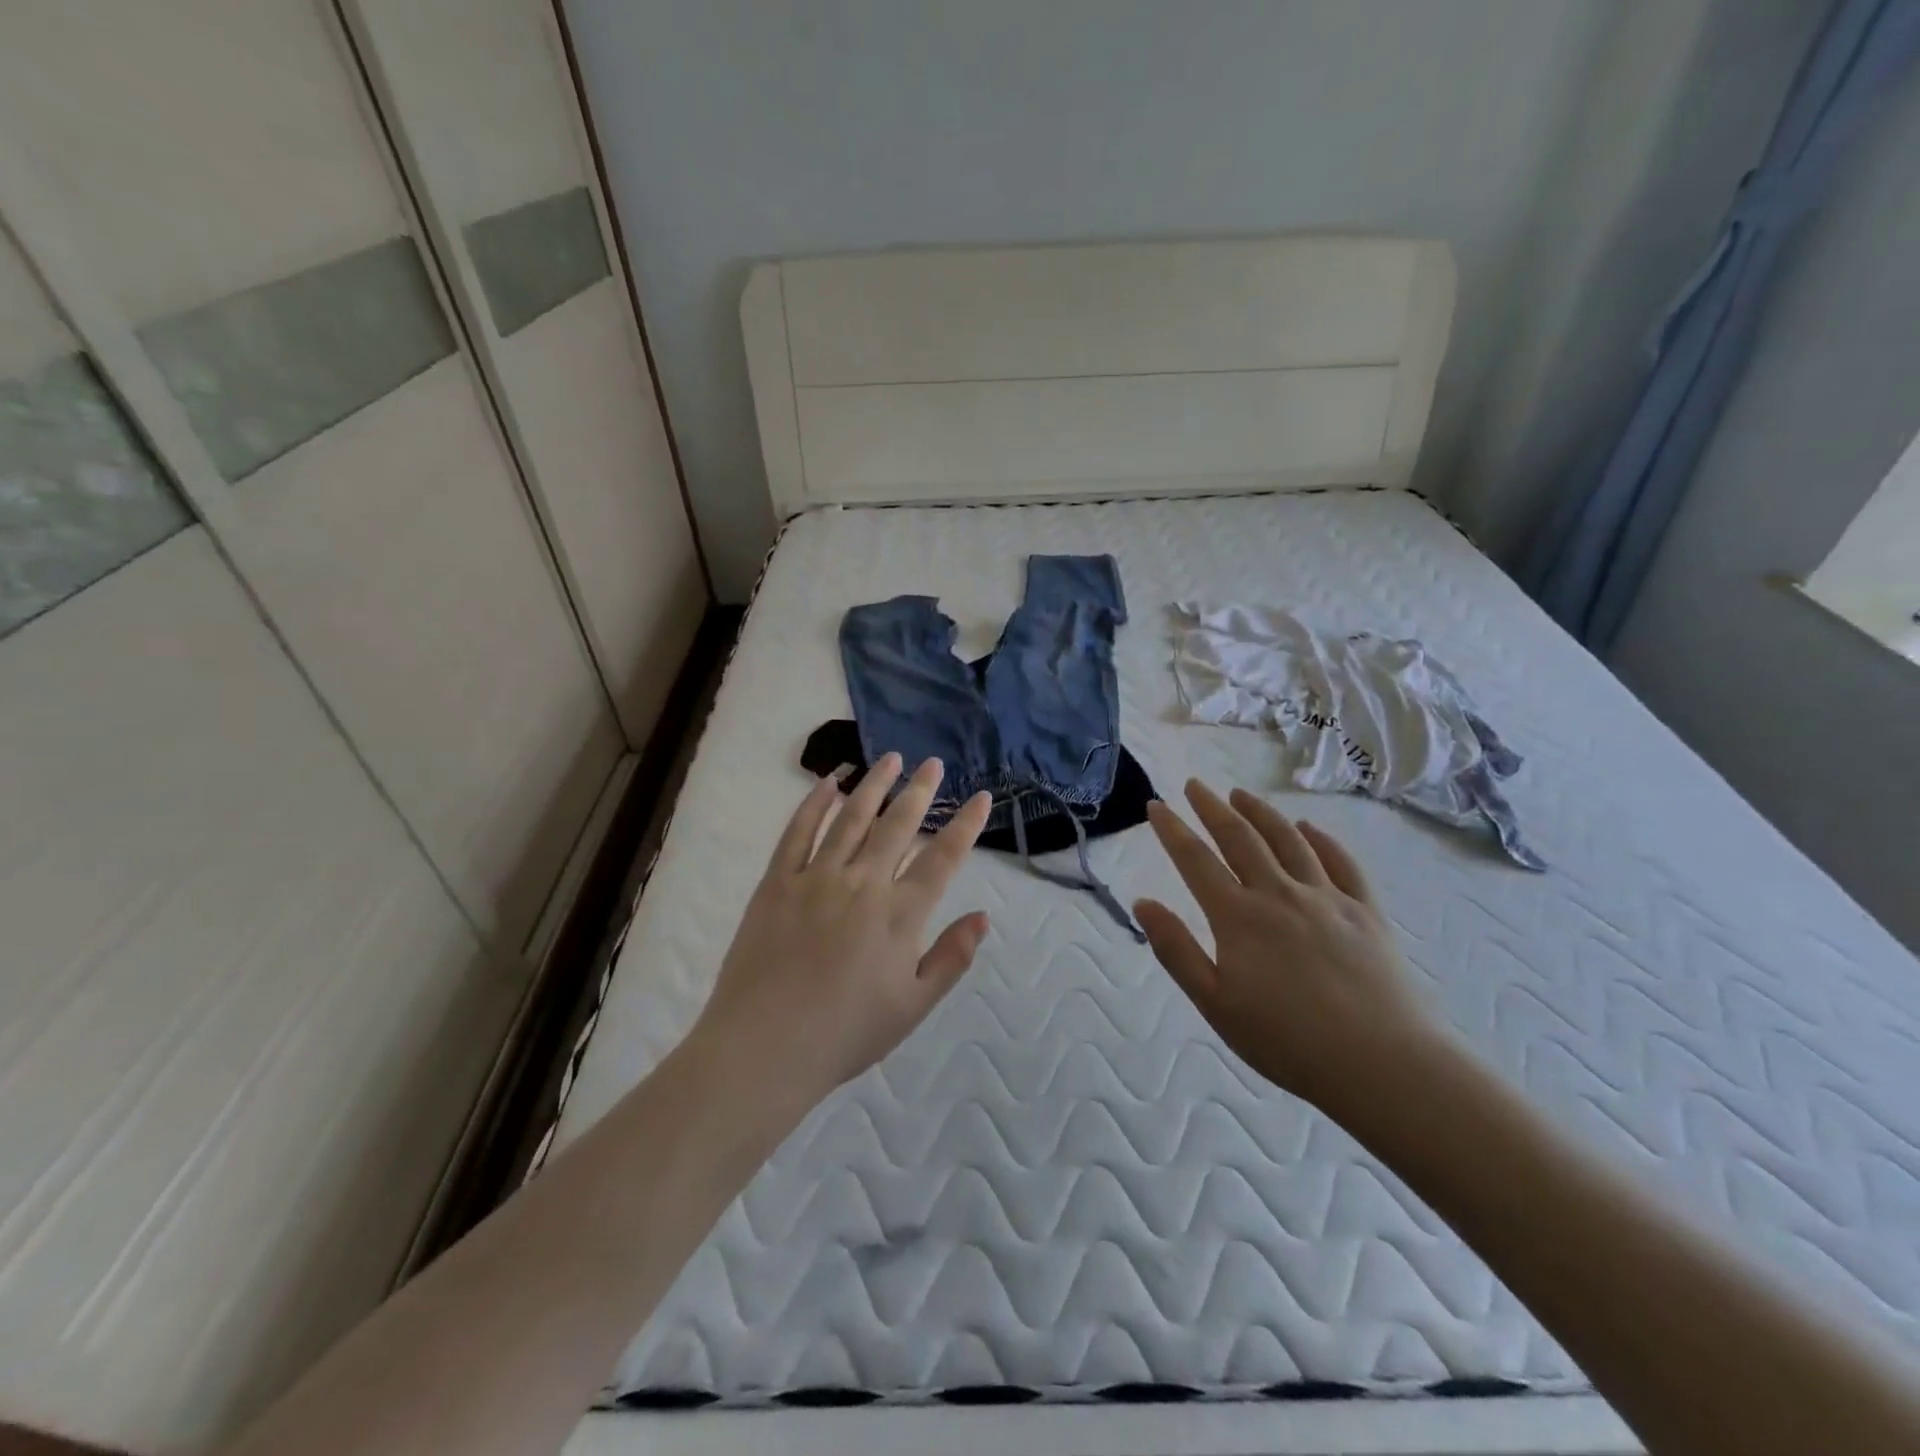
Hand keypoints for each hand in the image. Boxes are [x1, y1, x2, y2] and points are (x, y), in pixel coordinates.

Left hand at [691, 754, 992, 1102]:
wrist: (765, 1047)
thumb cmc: (846, 1034)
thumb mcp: (913, 1006)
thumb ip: (951, 958)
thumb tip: (983, 917)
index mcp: (900, 915)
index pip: (942, 858)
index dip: (966, 824)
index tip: (981, 797)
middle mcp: (863, 883)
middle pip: (898, 825)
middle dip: (920, 791)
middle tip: (933, 763)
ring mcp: (816, 877)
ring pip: (852, 817)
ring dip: (874, 784)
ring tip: (890, 759)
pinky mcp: (777, 881)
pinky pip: (799, 831)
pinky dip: (815, 803)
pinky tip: (829, 783)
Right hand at [1136, 780, 1446, 1119]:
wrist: (1381, 1064)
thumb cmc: (1287, 1041)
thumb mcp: (1215, 1004)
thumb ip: (1176, 950)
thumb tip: (1143, 903)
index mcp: (1238, 916)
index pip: (1196, 860)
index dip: (1172, 829)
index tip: (1156, 805)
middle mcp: (1279, 893)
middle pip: (1240, 837)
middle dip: (1212, 807)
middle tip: (1194, 785)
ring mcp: (1326, 898)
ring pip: (1288, 840)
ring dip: (1260, 812)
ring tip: (1241, 794)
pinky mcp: (1365, 911)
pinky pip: (1341, 862)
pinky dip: (1321, 839)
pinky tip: (1309, 828)